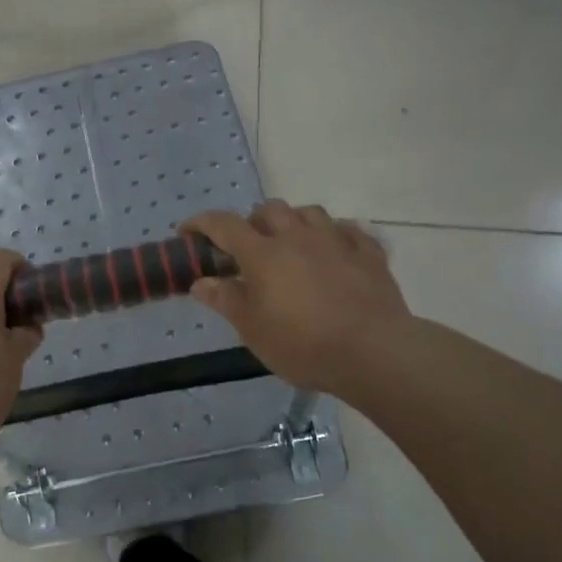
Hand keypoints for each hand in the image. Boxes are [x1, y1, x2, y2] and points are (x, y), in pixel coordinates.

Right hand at [183, 202, 412, 397]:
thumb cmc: (303, 344)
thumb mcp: (253, 329)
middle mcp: (297, 237)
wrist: (374, 352)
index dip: (201, 224)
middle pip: (269, 210)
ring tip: (291, 242)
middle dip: (253, 221)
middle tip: (248, 246)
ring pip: (310, 212)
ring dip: (294, 221)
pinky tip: (335, 250)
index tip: (187, 233)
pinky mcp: (369, 254)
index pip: (223, 225)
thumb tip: (201, 282)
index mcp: (263, 254)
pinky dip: (336, 235)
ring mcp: (336, 242)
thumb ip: (226, 301)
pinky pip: (350, 231)